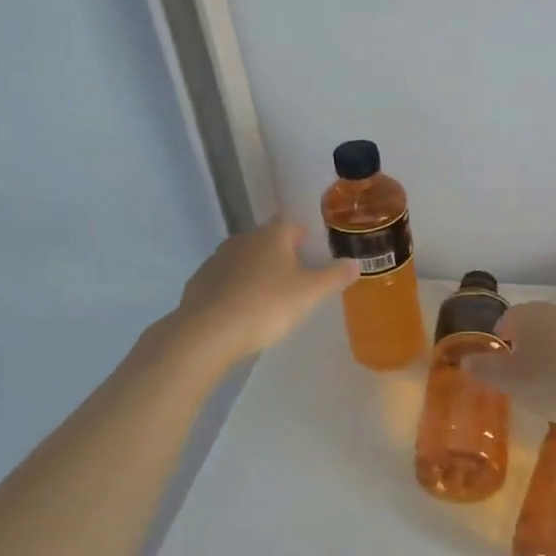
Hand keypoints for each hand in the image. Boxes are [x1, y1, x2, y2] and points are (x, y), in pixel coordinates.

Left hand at [172, 219, 358, 363]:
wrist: (210, 332)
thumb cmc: (268, 305)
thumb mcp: (311, 293)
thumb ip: (335, 276)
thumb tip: (356, 263)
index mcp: (271, 236)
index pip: (289, 224)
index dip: (302, 236)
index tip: (311, 251)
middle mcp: (242, 240)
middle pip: (266, 241)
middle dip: (280, 255)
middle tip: (295, 279)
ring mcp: (216, 260)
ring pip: (243, 260)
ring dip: (255, 272)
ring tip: (268, 298)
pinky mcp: (199, 283)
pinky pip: (223, 281)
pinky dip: (234, 290)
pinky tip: (240, 311)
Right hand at [464, 302, 555, 428]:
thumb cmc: (551, 382)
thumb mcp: (509, 382)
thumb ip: (485, 370)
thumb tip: (465, 361)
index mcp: (528, 314)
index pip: (508, 318)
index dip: (501, 336)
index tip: (500, 356)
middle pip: (536, 322)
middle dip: (528, 341)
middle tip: (523, 369)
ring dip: (554, 349)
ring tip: (552, 378)